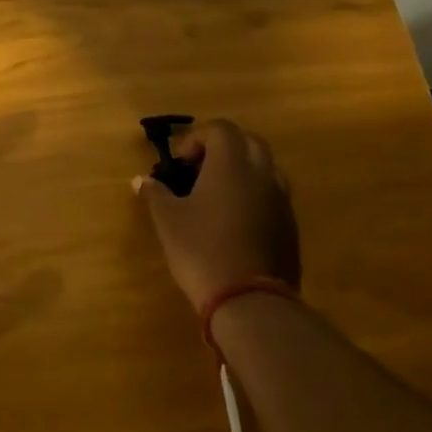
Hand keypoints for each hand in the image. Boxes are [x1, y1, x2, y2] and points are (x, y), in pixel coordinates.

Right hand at [136, 120, 300, 311]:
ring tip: (217, 194)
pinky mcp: (290, 226)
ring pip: (265, 168)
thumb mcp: (168, 221)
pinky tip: (234, 221)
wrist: (251, 302)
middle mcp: (262, 174)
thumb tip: (141, 180)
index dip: (196, 138)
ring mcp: (281, 200)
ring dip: (242, 170)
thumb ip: (155, 194)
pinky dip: (254, 195)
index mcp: (231, 165)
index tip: (179, 162)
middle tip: (198, 170)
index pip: (220, 129)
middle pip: (248, 142)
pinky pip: (273, 195)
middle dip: (222, 148)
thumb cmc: (202, 251)